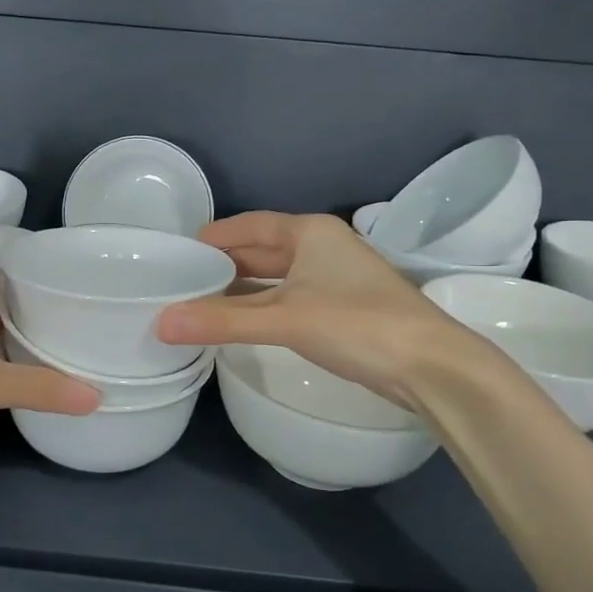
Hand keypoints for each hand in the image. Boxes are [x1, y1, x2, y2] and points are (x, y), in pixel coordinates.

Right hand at [155, 212, 502, 407]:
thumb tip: (161, 324)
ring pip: (276, 277)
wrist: (432, 366)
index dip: (214, 236)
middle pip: (262, 250)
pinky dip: (262, 306)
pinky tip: (241, 323)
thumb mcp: (284, 319)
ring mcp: (335, 278)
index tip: (178, 252)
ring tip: (200, 302)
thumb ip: (222, 321)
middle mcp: (322, 247)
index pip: (249, 225)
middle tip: (181, 281)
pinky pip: (289, 298)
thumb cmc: (357, 324)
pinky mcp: (342, 308)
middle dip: (224, 264)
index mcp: (309, 232)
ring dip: (242, 289)